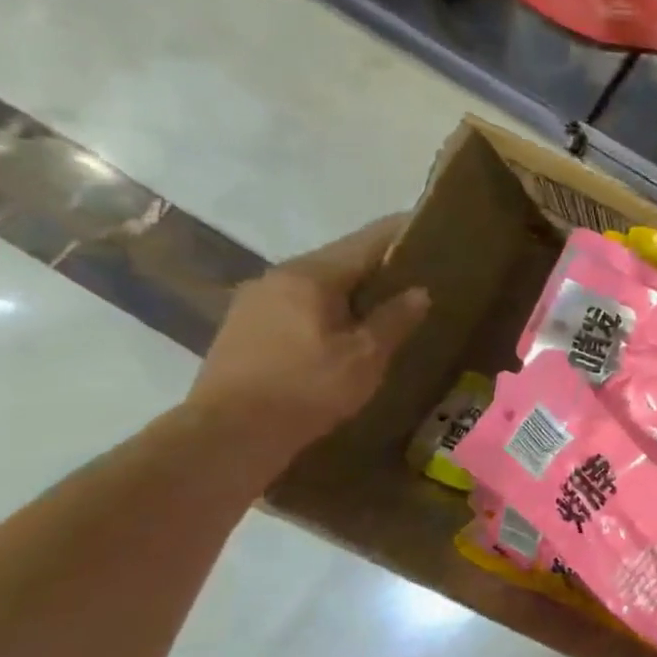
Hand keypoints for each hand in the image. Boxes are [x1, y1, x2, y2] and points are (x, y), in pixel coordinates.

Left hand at [186, 216, 429, 468]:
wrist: (230, 432)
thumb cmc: (308, 388)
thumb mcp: (365, 356)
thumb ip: (394, 319)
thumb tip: (419, 291)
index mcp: (310, 276)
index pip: (365, 242)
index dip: (398, 233)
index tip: (426, 224)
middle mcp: (278, 277)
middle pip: (338, 261)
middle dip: (376, 264)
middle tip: (414, 271)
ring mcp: (254, 302)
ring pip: (316, 285)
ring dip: (350, 289)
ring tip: (382, 303)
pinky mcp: (244, 328)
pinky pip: (297, 305)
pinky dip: (327, 309)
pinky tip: (341, 330)